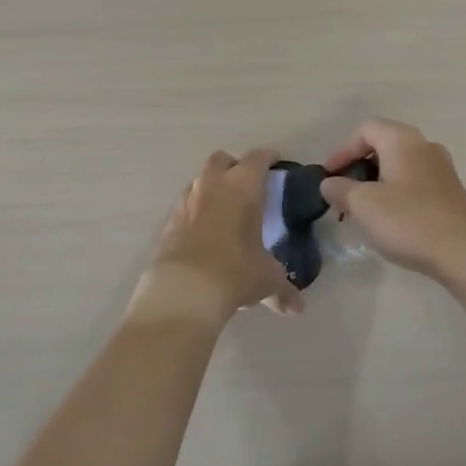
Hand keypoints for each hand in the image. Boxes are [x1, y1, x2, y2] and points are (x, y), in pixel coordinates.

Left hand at [131, 149, 302, 327]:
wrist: (183, 291)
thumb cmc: (234, 273)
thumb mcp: (266, 280)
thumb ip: (283, 290)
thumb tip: (296, 308)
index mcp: (242, 187)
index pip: (257, 159)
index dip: (268, 157)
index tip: (275, 160)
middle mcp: (212, 186)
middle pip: (221, 159)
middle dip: (234, 165)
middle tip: (246, 182)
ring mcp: (186, 201)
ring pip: (199, 180)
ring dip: (212, 186)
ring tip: (224, 206)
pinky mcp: (169, 222)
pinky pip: (185, 205)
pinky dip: (195, 210)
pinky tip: (203, 230)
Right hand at [319, 119, 465, 287]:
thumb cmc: (409, 220)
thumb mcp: (364, 205)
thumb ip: (341, 190)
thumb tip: (329, 183)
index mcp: (402, 139)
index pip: (365, 128)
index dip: (342, 149)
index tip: (329, 176)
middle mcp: (424, 145)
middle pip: (383, 143)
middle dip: (359, 165)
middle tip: (343, 192)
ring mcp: (442, 168)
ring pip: (400, 164)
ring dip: (377, 181)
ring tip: (363, 209)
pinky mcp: (451, 192)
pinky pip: (415, 182)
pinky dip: (396, 192)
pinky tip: (390, 219)